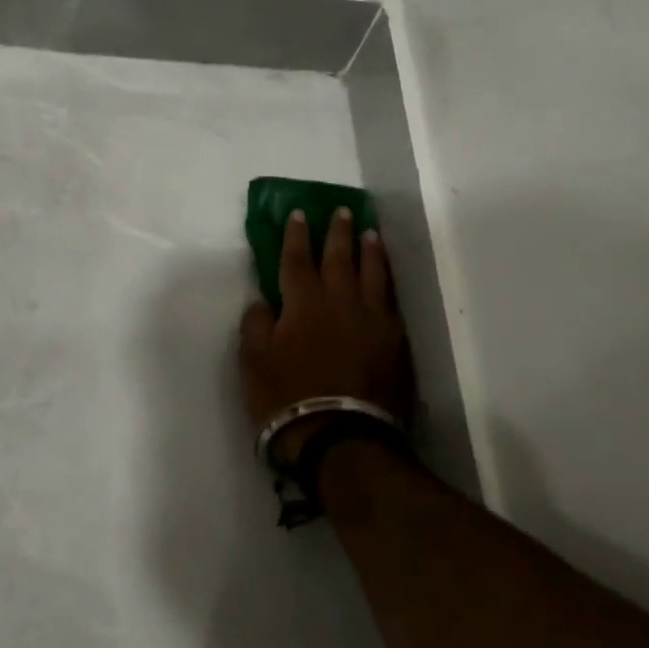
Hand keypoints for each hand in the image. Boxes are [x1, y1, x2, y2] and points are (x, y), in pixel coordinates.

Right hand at [238, 207, 414, 466]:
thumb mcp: (253, 362)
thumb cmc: (287, 399)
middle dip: (337, 232)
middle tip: (341, 211)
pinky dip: (387, 280)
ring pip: (372, 273)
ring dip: (369, 250)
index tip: (299, 214)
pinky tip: (386, 276)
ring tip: (370, 233)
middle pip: (339, 258)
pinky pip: (390, 299)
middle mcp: (340, 301)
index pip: (297, 260)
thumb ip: (256, 324)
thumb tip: (264, 300)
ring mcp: (373, 319)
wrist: (342, 436)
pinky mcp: (395, 341)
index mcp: (303, 303)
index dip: (296, 236)